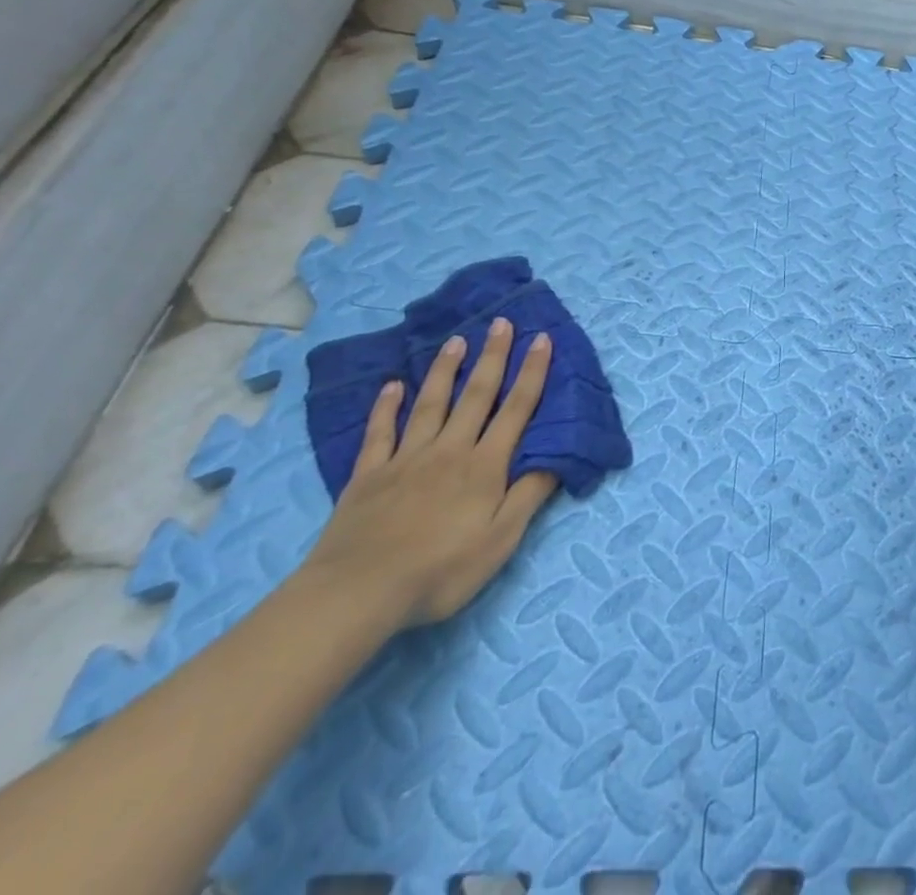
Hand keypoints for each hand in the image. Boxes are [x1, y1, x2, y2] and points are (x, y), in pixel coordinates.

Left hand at [301, 319, 557, 626]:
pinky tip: (392, 386)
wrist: (358, 593)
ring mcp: (406, 459)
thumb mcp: (500, 541)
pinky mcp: (369, 476)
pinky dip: (386, 407)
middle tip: (500, 322)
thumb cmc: (440, 571)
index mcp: (485, 466)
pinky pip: (380, 433)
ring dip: (446, 370)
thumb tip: (557, 455)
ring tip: (456, 340)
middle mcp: (450, 450)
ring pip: (431, 404)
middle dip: (492, 357)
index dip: (532, 373)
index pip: (516, 410)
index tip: (541, 339)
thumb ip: (529, 494)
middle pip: (476, 396)